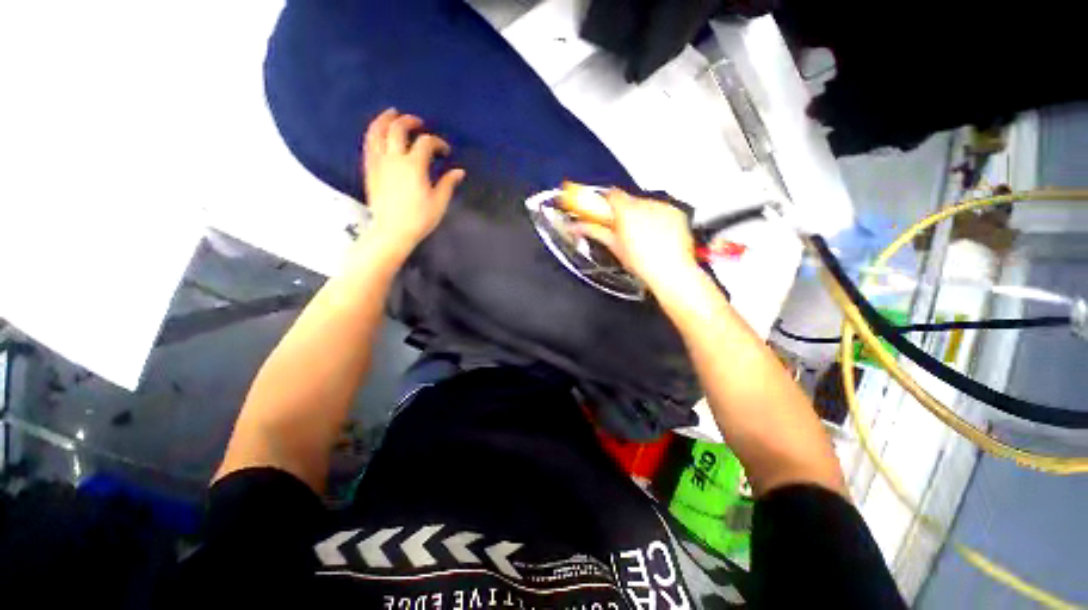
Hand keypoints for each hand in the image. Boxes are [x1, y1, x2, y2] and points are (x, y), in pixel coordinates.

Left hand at [362, 108, 465, 256]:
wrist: (392, 231)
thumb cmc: (419, 218)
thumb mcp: (439, 202)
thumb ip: (448, 183)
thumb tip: (459, 171)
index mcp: (414, 166)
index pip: (426, 143)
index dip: (437, 142)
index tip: (445, 151)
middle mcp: (394, 158)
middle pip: (398, 129)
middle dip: (409, 121)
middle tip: (417, 122)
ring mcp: (379, 162)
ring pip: (377, 131)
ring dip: (385, 119)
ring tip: (391, 113)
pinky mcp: (369, 169)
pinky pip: (368, 144)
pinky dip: (373, 133)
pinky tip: (378, 132)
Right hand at [576, 189, 699, 291]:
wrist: (671, 272)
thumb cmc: (642, 263)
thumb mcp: (614, 247)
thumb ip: (595, 231)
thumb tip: (578, 226)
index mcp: (627, 211)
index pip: (612, 194)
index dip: (605, 202)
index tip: (603, 210)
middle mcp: (646, 204)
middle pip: (629, 200)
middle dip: (624, 211)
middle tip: (622, 229)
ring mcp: (663, 207)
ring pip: (646, 204)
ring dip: (641, 215)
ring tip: (642, 236)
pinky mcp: (676, 212)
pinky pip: (662, 210)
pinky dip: (657, 218)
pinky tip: (656, 235)